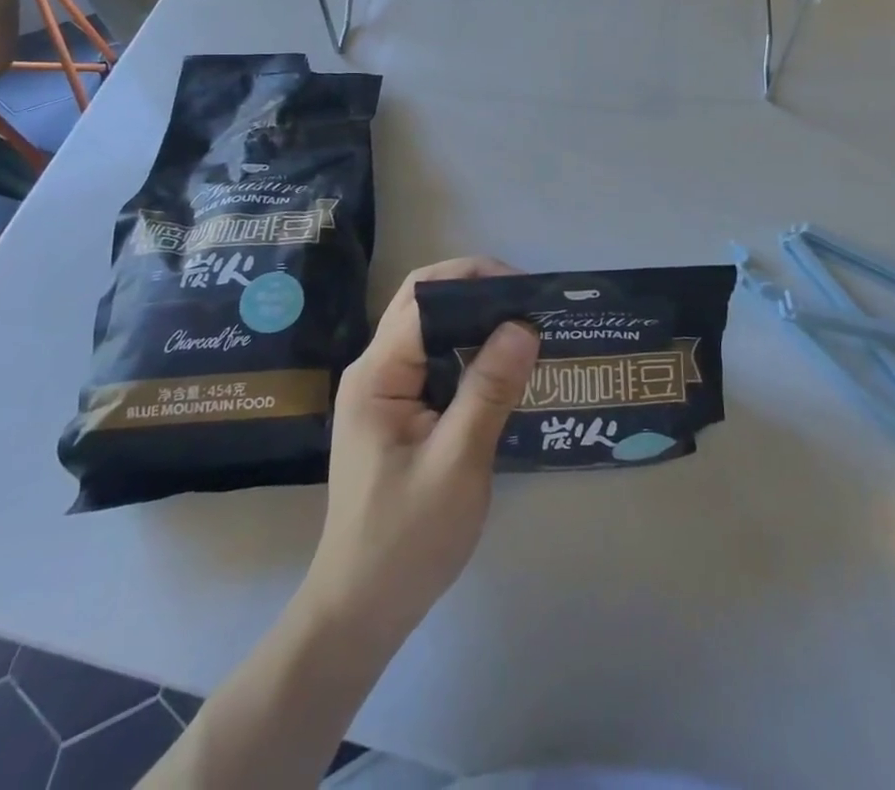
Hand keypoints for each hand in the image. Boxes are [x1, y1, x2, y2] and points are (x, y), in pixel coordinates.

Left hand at [303, 257, 539, 647]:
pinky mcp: (400, 414)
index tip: (528, 291)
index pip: (425, 298)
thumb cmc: (405, 540)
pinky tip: (506, 368)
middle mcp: (375, 370)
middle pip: (427, 306)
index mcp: (377, 373)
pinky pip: (437, 365)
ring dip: (479, 324)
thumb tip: (523, 325)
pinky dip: (472, 356)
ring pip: (434, 333)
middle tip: (534, 306)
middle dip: (480, 295)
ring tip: (529, 328)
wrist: (360, 612)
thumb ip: (488, 390)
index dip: (475, 281)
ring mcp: (385, 392)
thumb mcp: (457, 463)